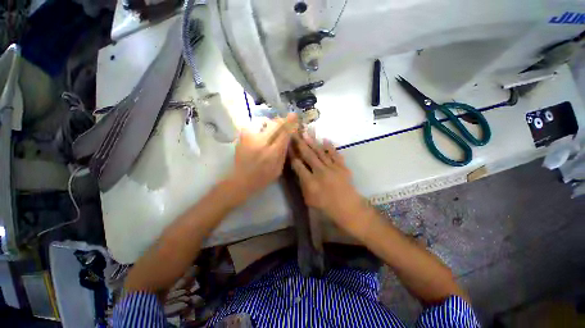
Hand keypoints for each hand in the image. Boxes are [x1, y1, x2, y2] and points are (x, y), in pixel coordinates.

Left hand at [225, 113, 297, 203]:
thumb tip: (288, 138)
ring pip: (263, 122)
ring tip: (273, 128)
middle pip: (274, 124)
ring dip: (271, 123)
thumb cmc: (262, 178)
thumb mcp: (278, 169)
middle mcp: (261, 142)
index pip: (284, 133)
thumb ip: (283, 153)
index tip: (294, 115)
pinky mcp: (242, 137)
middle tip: (286, 120)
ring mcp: (249, 138)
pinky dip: (261, 126)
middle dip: (282, 120)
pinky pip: (254, 125)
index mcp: (272, 153)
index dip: (290, 123)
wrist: (241, 180)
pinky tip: (262, 132)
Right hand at [290, 133, 368, 235]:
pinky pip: (335, 154)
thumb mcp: (309, 199)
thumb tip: (299, 172)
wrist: (348, 208)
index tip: (288, 146)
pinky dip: (330, 147)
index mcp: (310, 182)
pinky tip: (325, 140)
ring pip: (320, 152)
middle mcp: (320, 172)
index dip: (292, 155)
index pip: (298, 165)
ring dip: (312, 142)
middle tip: (295, 133)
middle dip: (300, 143)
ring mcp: (332, 168)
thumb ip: (303, 184)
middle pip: (308, 155)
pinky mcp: (342, 167)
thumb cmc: (326, 207)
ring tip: (306, 132)